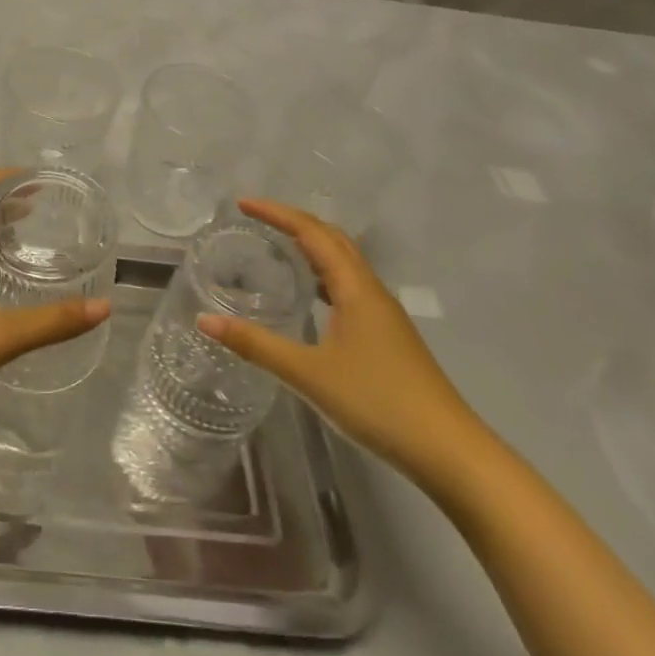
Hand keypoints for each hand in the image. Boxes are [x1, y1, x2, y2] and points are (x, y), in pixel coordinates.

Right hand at [197, 198, 483, 482]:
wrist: (449, 451)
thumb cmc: (378, 403)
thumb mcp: (309, 375)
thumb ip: (257, 345)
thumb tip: (205, 321)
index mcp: (355, 288)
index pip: (312, 233)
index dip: (277, 213)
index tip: (243, 204)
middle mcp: (371, 290)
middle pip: (332, 238)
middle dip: (294, 221)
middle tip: (257, 219)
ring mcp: (383, 313)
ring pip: (344, 261)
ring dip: (312, 245)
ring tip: (277, 246)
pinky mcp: (387, 335)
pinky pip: (349, 285)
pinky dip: (323, 273)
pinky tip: (310, 296)